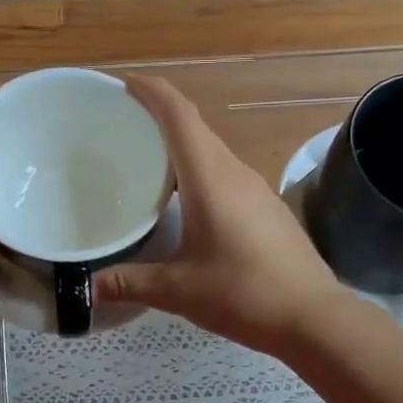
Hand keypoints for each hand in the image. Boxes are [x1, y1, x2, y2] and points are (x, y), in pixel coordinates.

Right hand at [94, 77, 345, 357]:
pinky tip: (186, 202)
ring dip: (182, 148)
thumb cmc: (244, 294)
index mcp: (211, 178)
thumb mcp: (179, 290)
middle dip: (160, 118)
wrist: (313, 317)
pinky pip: (226, 176)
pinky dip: (200, 173)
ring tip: (147, 162)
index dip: (152, 92)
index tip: (124, 84)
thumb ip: (130, 283)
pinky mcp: (268, 210)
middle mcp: (235, 173)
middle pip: (196, 129)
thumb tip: (89, 287)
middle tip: (122, 127)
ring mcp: (257, 191)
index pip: (179, 116)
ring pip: (213, 153)